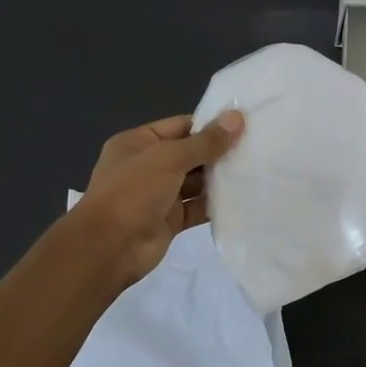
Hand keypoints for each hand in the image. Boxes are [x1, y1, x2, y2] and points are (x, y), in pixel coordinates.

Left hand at [71, 112, 243, 286]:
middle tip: (257, 147)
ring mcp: (159, 194)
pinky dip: (215, 204)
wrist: (108, 248)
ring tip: (256, 170)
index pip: (180, 126)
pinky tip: (242, 198)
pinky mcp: (170, 220)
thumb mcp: (168, 159)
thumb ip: (205, 142)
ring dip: (219, 178)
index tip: (244, 123)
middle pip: (190, 153)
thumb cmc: (133, 192)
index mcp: (138, 143)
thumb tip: (236, 118)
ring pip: (195, 182)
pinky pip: (197, 207)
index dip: (210, 124)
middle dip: (219, 152)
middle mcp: (148, 166)